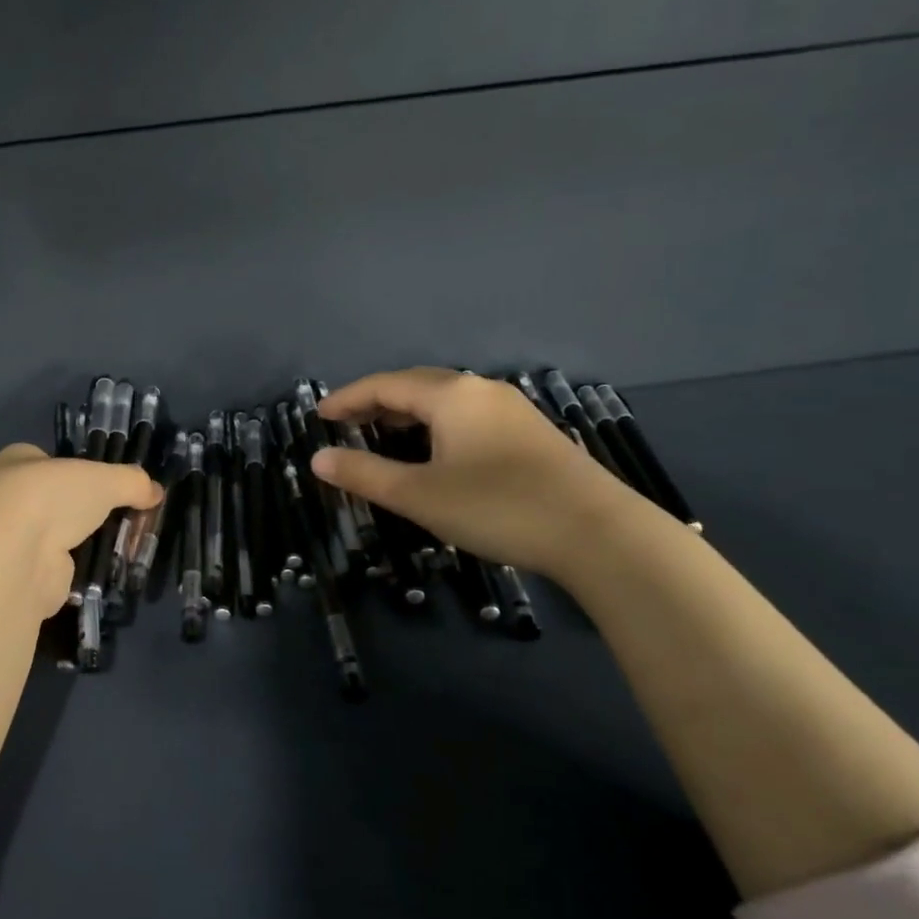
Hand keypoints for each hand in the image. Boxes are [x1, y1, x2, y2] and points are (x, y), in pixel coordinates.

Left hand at [0, 443, 162, 620]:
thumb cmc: (53, 497)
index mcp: (17, 462)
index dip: (73, 468)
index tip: (103, 481)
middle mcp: (8, 498)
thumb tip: (155, 491)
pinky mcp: (22, 575)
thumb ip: (131, 482)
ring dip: (84, 541)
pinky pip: (59, 568)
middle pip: (53, 500)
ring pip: (56, 536)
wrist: (15, 555)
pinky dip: (80, 570)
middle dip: (83, 509)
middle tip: (123, 515)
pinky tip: (105, 569)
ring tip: (124, 543)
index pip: (44, 459)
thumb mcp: (104, 479)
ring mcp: (12, 540)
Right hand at [311, 367, 630, 577]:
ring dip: (407, 413)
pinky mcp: (530, 433)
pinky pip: (467, 415)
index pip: (385, 384)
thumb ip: (364, 474)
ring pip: (445, 400)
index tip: (318, 415)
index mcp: (451, 395)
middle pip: (416, 385)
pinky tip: (434, 450)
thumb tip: (317, 459)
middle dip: (376, 402)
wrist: (600, 534)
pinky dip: (435, 425)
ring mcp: (511, 410)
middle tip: (345, 424)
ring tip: (381, 434)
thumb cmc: (498, 508)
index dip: (348, 398)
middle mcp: (481, 391)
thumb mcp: (420, 495)